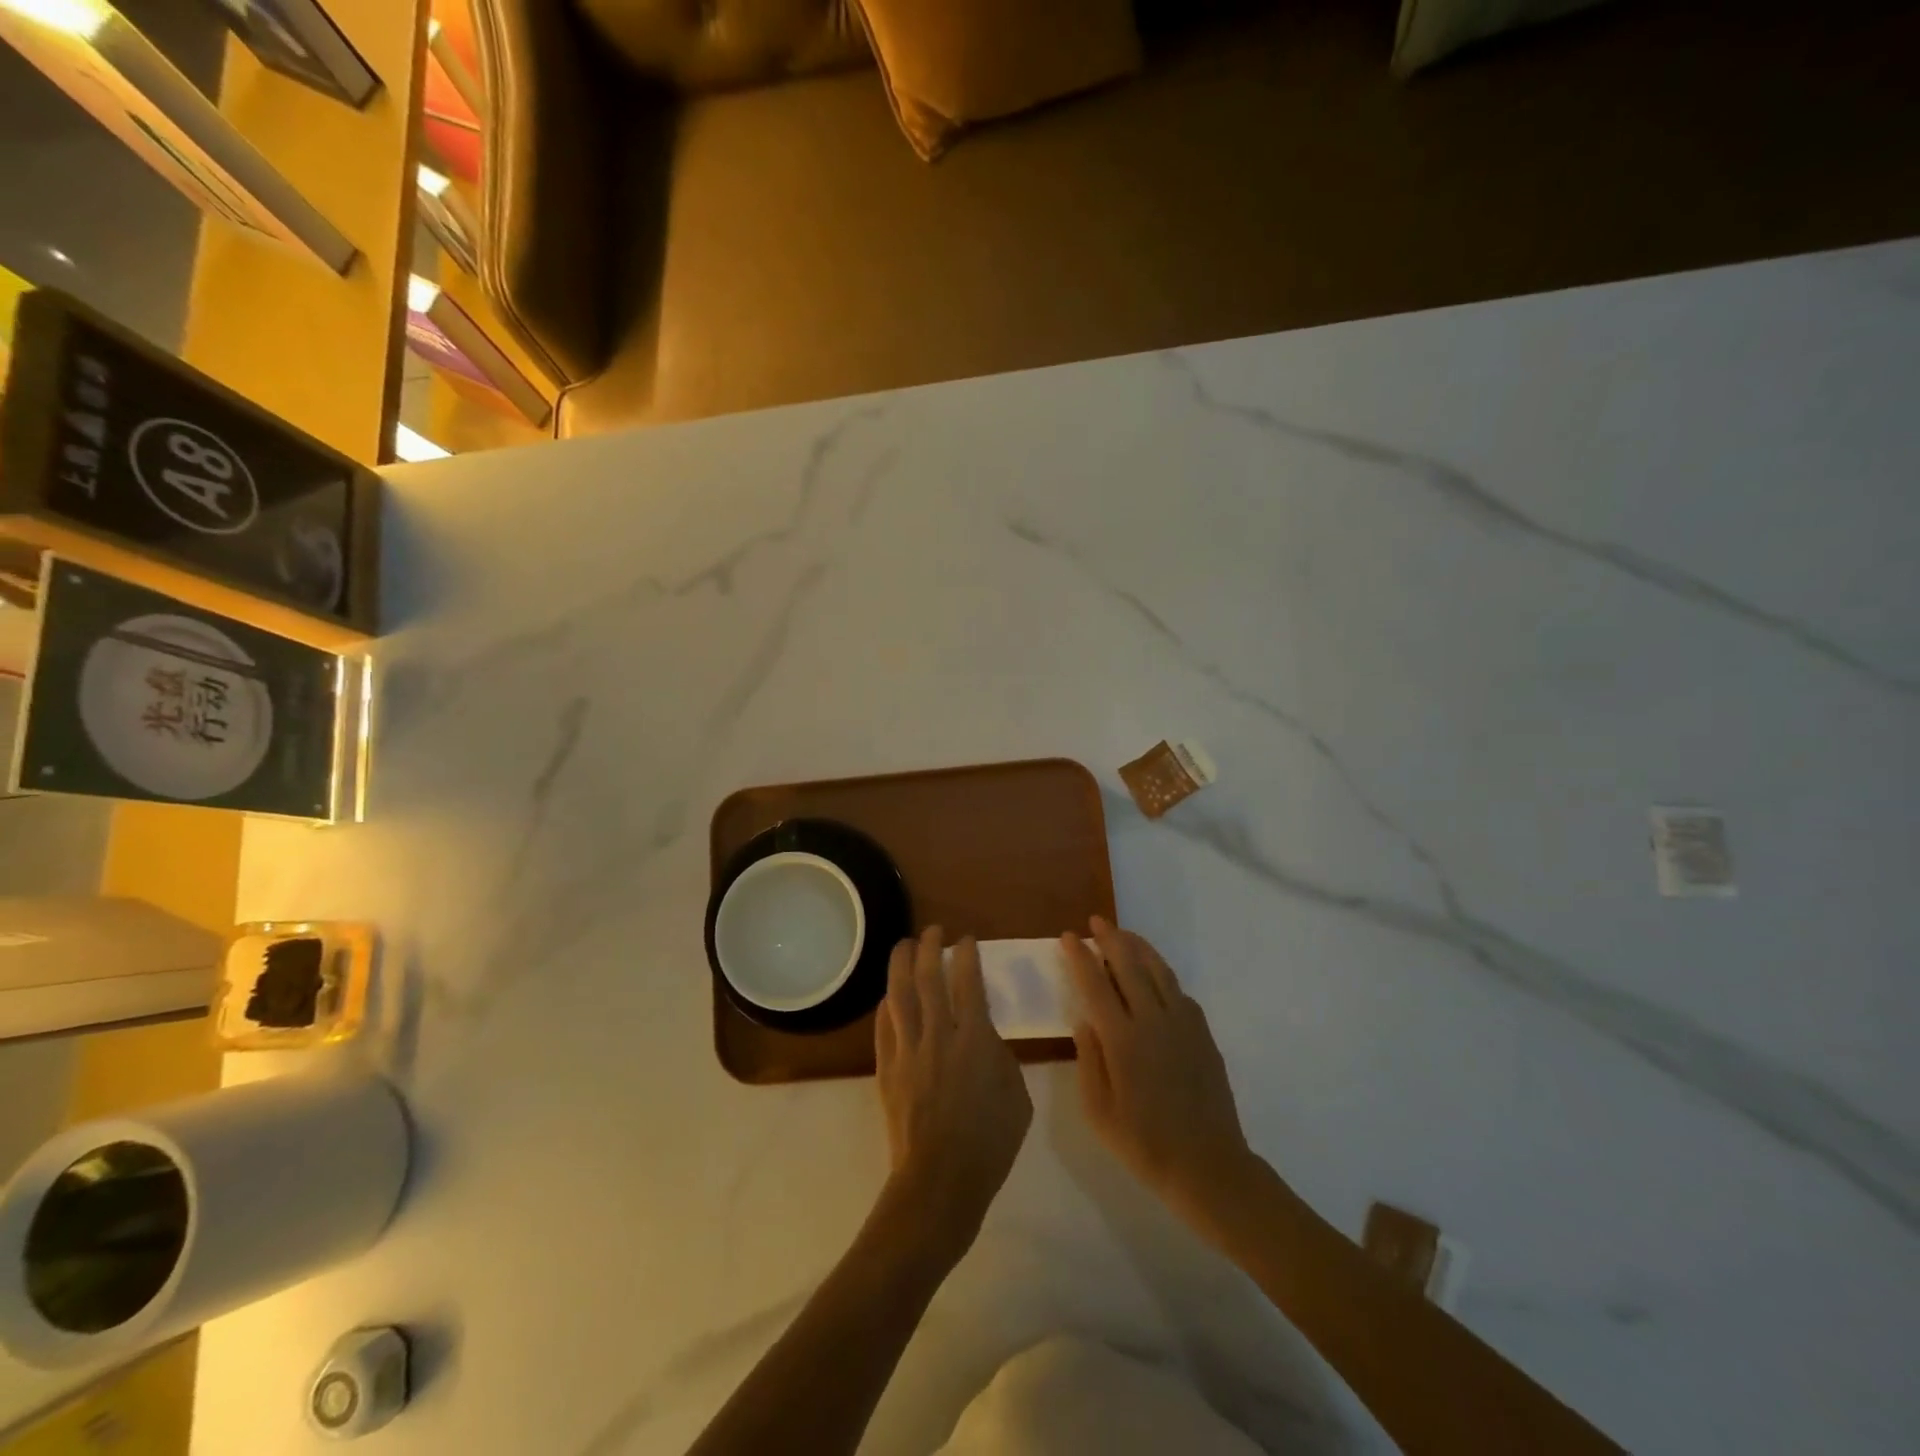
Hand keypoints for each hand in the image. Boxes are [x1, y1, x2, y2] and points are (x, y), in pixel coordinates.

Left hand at [875, 928, 1032, 1261]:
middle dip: (931, 947)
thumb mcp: (1017, 1097)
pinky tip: (889, 997)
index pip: (968, 982)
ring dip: (901, 964)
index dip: (967, 955)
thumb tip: (985, 1037)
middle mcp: (938, 1035)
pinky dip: (886, 1006)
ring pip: (900, 995)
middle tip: (933, 930)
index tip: (967, 939)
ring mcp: (908, 1051)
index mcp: (975, 1040)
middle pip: (929, 977)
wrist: (940, 1182)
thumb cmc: (990, 1143)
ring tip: (904, 945)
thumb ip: (1001, 1057)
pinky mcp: (887, 1069)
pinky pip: (884, 1026)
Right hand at [1060, 918, 1257, 1229]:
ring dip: (1139, 947)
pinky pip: (1179, 991)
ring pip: (1158, 970)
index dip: (1080, 958)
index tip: (1068, 937)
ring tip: (1124, 934)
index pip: (1095, 985)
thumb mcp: (1098, 1111)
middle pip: (1129, 965)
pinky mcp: (1203, 1034)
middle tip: (1096, 922)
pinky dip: (1162, 973)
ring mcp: (1183, 1024)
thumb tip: (1084, 1020)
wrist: (1208, 1166)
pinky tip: (1154, 976)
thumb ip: (1088, 1059)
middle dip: (1110, 939)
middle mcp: (1153, 1021)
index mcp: (1122, 1040)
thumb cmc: (1144, 1144)